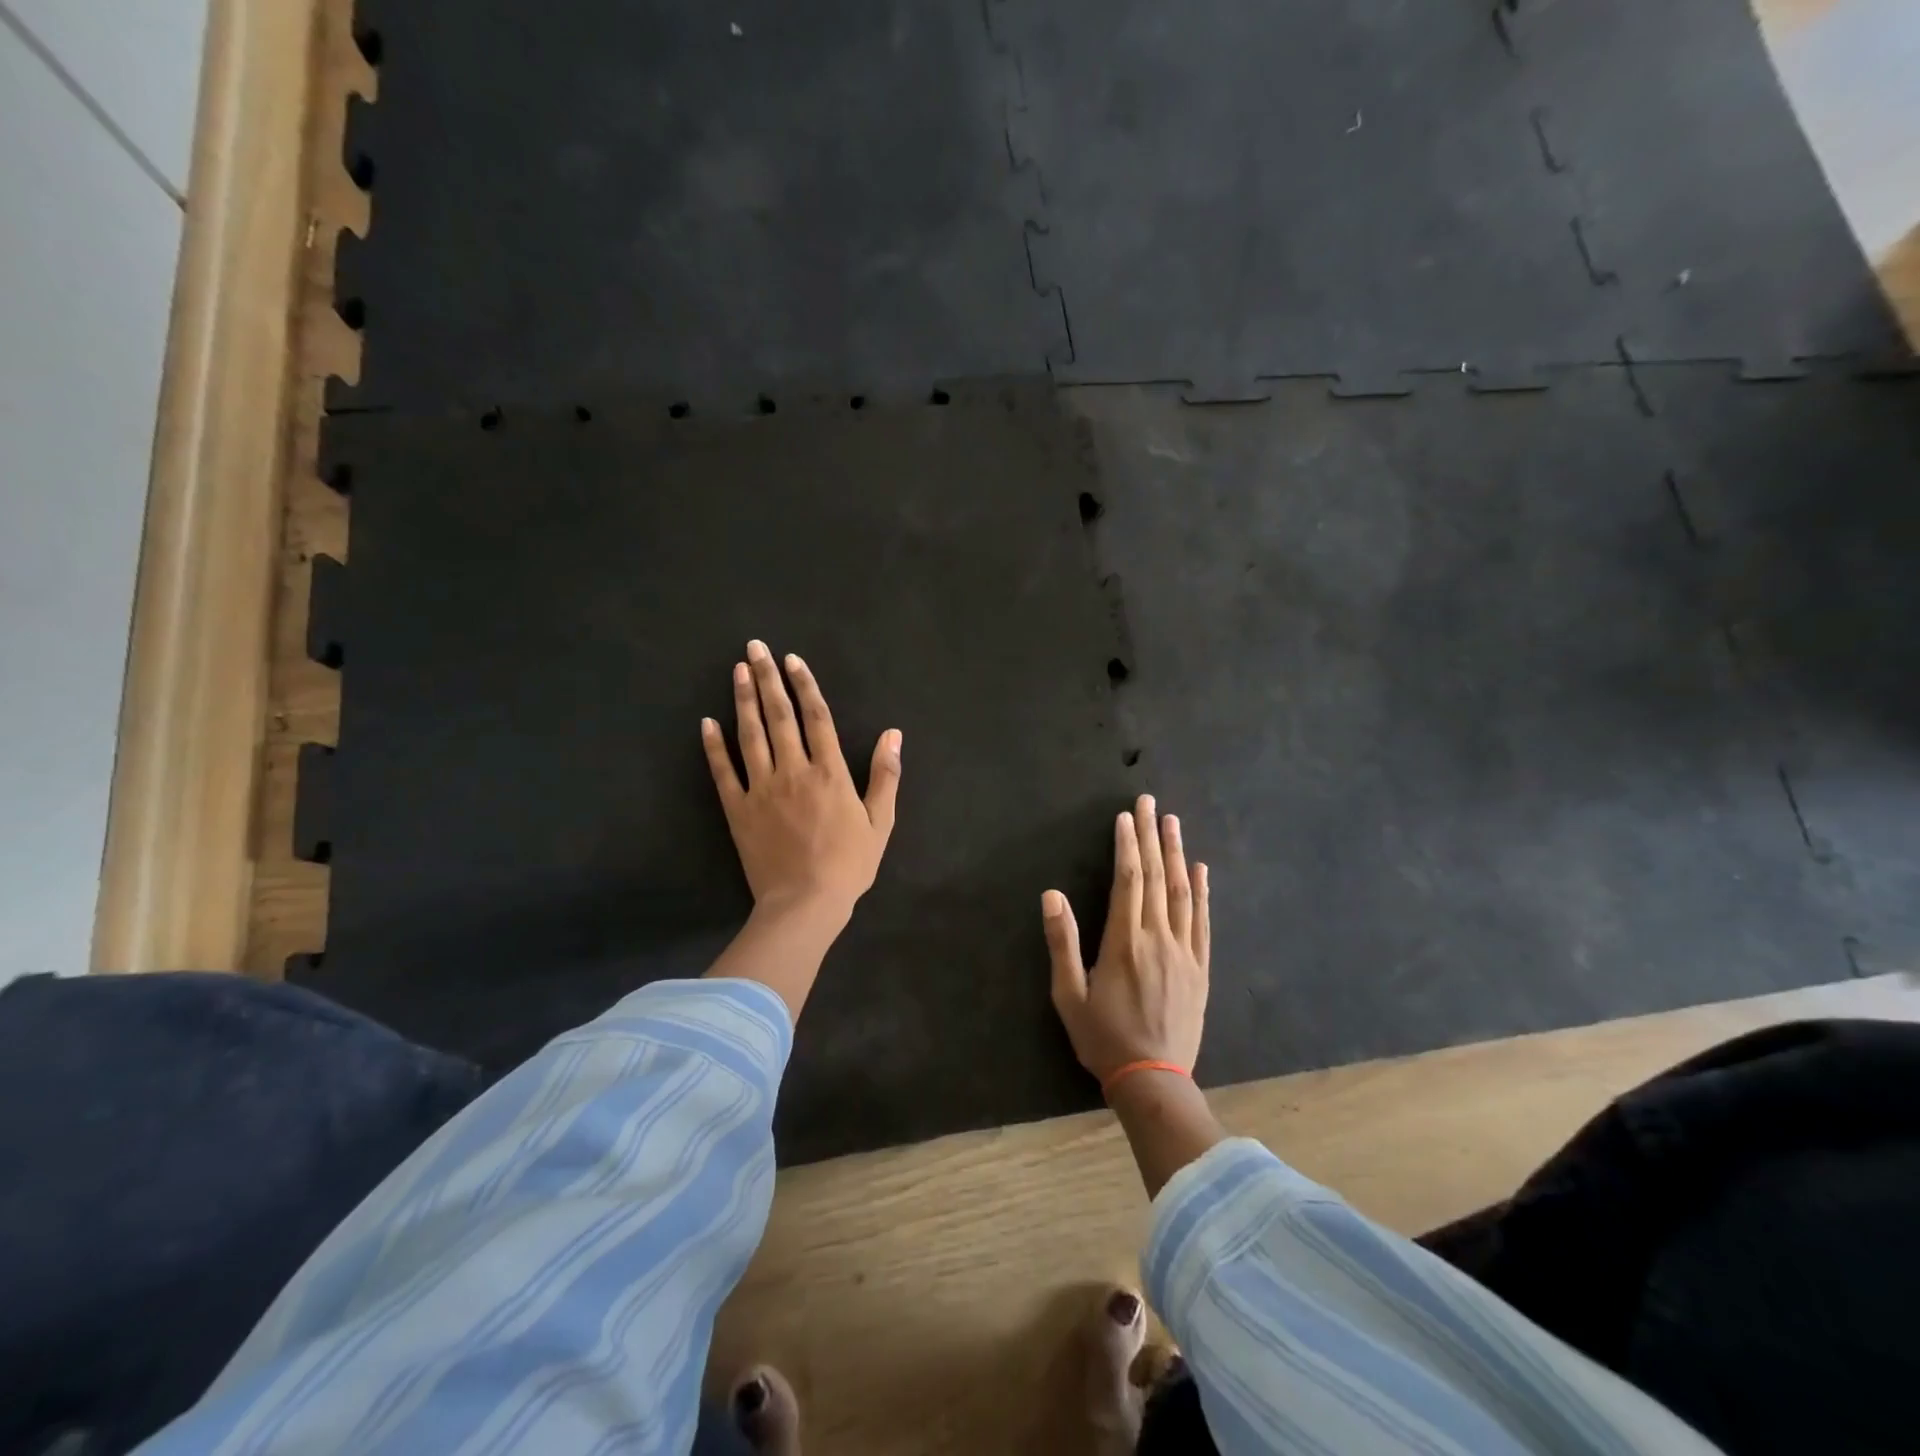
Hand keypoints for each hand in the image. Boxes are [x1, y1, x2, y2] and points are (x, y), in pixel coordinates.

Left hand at [701, 639, 901, 918]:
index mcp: (829, 773)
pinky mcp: (737, 810)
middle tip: (755, 648)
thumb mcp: (880, 822)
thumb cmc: (848, 865)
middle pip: (779, 716)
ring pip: (750, 735)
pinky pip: (723, 772)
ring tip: (737, 670)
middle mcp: (793, 771)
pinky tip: (706, 722)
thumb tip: (893, 734)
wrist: (805, 904)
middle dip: (767, 678)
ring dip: (743, 700)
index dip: (805, 685)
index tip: (792, 660)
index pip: (816, 717)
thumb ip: (885, 776)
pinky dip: (713, 746)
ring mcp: (761, 789)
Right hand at [1043, 795, 1210, 1083]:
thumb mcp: (1069, 995)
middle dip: (1152, 836)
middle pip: (1156, 876)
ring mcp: (1184, 951)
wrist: (1153, 1079)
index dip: (1127, 845)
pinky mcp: (1200, 968)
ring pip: (1182, 892)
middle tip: (1150, 802)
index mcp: (1124, 941)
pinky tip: (1201, 870)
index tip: (1126, 816)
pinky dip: (1203, 892)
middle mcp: (1158, 938)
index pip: (1128, 880)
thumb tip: (1051, 895)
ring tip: (1173, 822)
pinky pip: (1203, 921)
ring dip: (1178, 854)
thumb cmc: (1103, 1037)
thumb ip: (1062, 942)